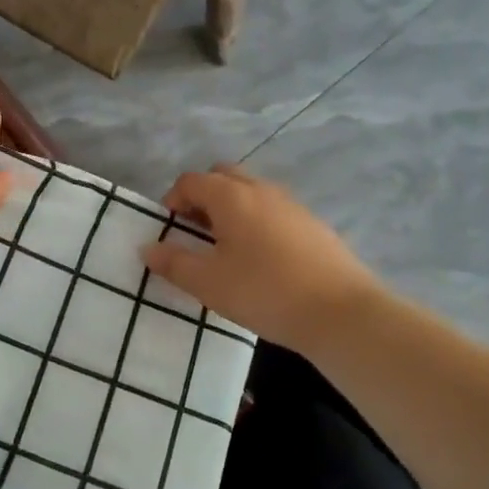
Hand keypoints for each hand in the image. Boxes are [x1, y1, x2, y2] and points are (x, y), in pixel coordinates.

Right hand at [144, 165, 379, 352]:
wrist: (340, 312)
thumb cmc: (263, 292)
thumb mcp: (208, 283)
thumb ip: (174, 263)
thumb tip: (148, 248)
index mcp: (231, 196)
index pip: (191, 181)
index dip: (173, 200)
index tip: (169, 230)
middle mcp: (261, 189)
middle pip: (223, 176)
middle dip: (203, 196)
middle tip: (195, 231)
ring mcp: (292, 204)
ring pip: (251, 191)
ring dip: (231, 208)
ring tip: (225, 247)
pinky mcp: (313, 224)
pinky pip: (273, 210)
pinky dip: (257, 221)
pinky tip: (260, 259)